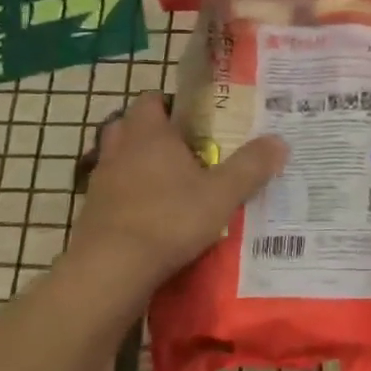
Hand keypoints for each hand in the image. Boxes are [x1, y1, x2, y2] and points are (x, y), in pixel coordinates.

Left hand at [70, 93, 286, 298]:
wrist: (111, 270)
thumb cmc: (169, 219)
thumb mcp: (222, 194)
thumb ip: (251, 166)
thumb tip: (280, 141)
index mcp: (150, 134)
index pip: (151, 100)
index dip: (169, 103)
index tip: (193, 117)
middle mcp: (120, 150)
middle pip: (129, 125)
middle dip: (151, 132)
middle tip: (182, 147)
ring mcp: (101, 182)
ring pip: (118, 159)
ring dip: (137, 164)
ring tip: (168, 181)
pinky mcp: (91, 213)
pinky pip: (112, 192)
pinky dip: (128, 196)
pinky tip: (151, 215)